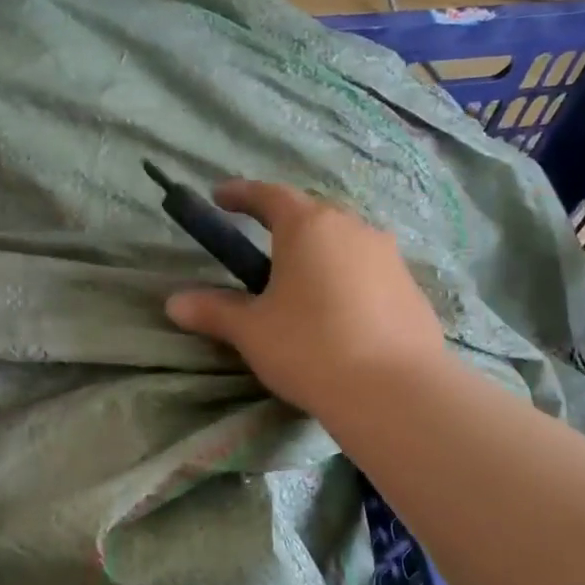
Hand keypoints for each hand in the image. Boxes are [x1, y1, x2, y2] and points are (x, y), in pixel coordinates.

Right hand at [164, 180, 445, 415]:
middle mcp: (352, 228)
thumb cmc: (310, 347)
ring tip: (301, 281)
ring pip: (344, 242)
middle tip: (262, 243)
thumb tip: (174, 303)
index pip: (269, 195)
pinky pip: (368, 271)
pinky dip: (347, 279)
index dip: (241, 193)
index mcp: (308, 227)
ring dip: (319, 252)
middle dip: (284, 223)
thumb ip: (214, 311)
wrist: (394, 390)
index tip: (220, 197)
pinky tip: (339, 311)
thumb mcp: (252, 331)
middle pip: (312, 214)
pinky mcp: (410, 287)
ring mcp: (388, 256)